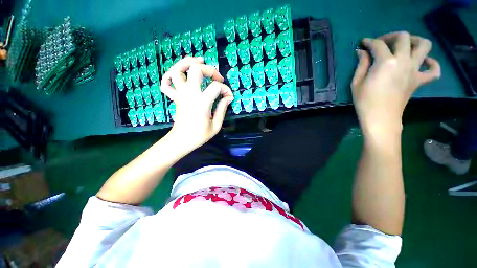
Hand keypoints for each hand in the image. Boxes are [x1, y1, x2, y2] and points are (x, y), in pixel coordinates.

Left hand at [160, 57, 233, 148]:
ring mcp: (179, 94)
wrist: (182, 140)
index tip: (229, 97)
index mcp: (202, 102)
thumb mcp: (216, 125)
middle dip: (209, 69)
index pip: (216, 87)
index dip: (226, 89)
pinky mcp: (174, 97)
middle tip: (217, 77)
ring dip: (187, 62)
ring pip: (177, 70)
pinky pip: (166, 82)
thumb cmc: (200, 135)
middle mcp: (189, 94)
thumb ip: (222, 109)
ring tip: (198, 62)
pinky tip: (179, 74)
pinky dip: (170, 75)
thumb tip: (228, 97)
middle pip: (196, 69)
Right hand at [352, 31, 440, 133]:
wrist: (381, 118)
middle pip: (404, 37)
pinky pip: (434, 70)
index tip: (363, 43)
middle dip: (391, 36)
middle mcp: (403, 61)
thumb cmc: (364, 101)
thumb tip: (361, 52)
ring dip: (415, 41)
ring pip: (424, 46)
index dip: (369, 42)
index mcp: (385, 62)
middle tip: (383, 43)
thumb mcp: (356, 83)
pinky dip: (432, 64)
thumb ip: (361, 64)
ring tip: (406, 46)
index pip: (378, 44)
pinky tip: (424, 62)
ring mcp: (415, 71)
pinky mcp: (419, 81)